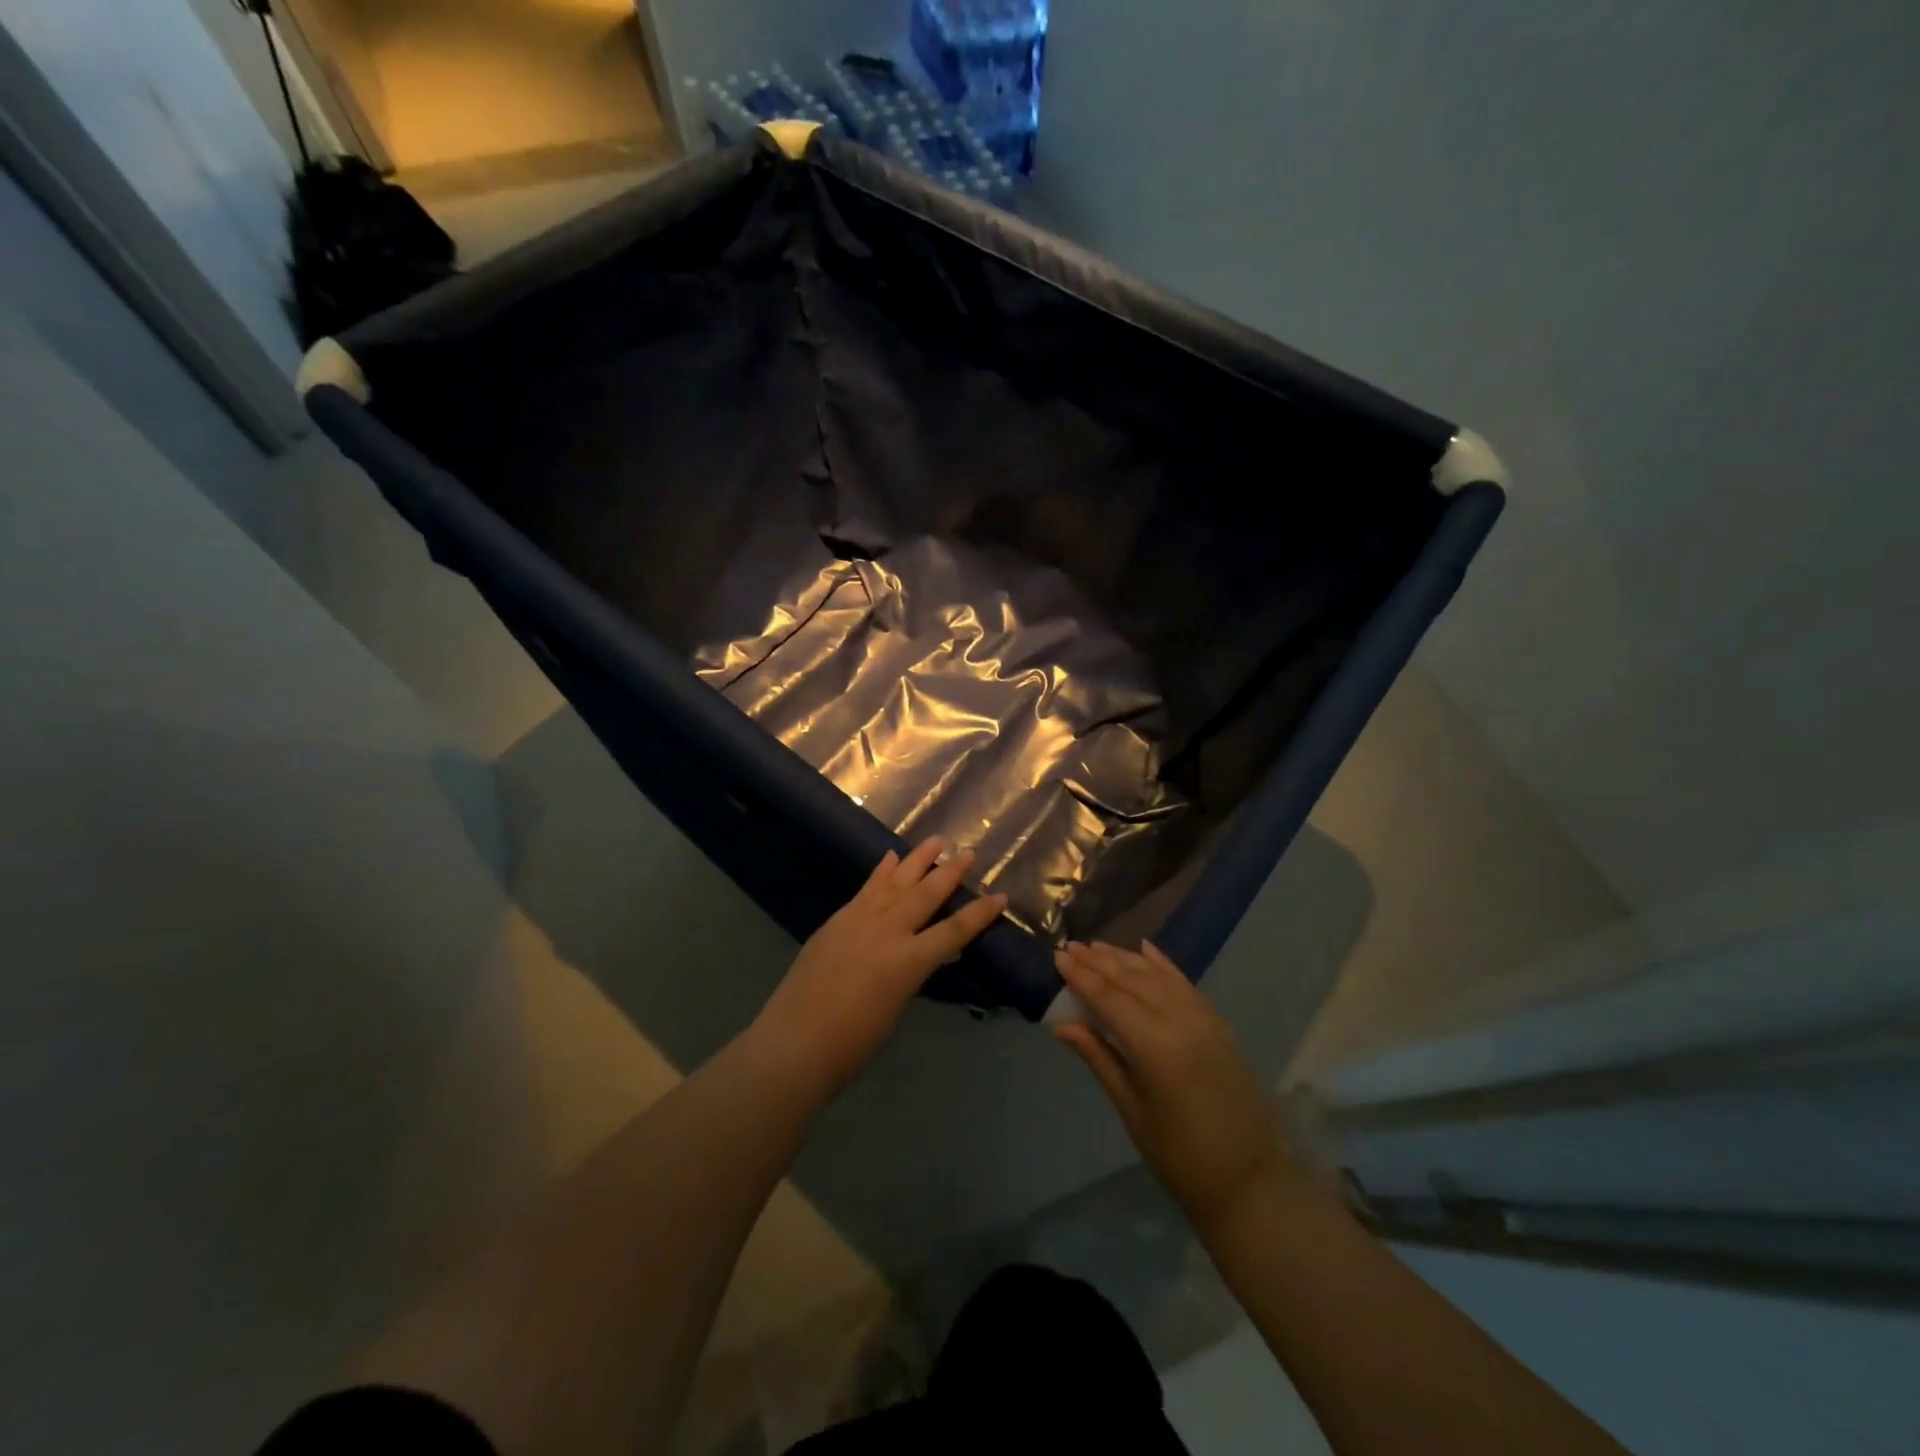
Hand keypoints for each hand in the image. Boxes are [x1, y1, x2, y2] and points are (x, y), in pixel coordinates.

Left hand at [751, 837, 1007, 1095]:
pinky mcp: (836, 921)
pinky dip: (880, 872)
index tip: (1000, 896)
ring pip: (895, 882)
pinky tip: (889, 858)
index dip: (980, 914)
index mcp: (908, 962)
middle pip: (926, 894)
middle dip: (950, 873)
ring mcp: (858, 921)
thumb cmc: (852, 1045)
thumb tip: (926, 955)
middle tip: (968, 852)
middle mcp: (887, 932)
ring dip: (917, 860)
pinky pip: (866, 889)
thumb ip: (912, 975)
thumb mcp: (896, 1010)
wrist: (793, 1045)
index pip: (954, 931)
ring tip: (935, 841)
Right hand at [1052, 941, 1295, 1232]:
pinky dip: (1162, 965)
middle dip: (1099, 962)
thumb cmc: (1181, 1155)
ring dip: (1126, 959)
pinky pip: (1184, 983)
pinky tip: (1145, 949)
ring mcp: (1204, 1017)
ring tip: (1098, 946)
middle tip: (1072, 946)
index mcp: (1156, 1045)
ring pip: (1157, 976)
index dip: (1082, 977)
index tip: (1058, 956)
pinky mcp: (1218, 1022)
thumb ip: (1099, 1058)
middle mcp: (1181, 1020)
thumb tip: (1061, 1025)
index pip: (1110, 999)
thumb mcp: (1132, 1109)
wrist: (1251, 1179)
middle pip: (1132, 981)